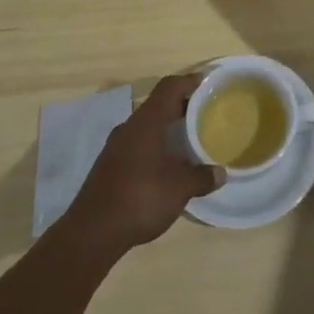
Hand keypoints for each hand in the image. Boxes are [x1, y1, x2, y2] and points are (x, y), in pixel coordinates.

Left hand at [64, 74, 222, 255]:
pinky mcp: (109, 165)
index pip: (169, 87)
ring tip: (188, 140)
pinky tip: (166, 165)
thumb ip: (202, 177)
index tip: (208, 84)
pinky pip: (137, 143)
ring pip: (146, 125)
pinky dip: (154, 145)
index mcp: (147, 121)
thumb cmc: (141, 198)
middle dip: (181, 106)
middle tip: (204, 113)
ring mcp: (116, 146)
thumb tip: (221, 173)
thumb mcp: (180, 188)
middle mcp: (130, 126)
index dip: (189, 81)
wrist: (92, 232)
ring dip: (167, 128)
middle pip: (158, 104)